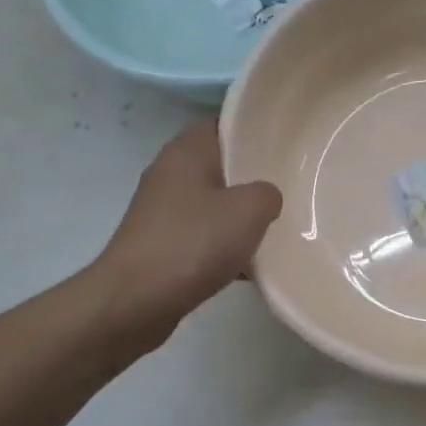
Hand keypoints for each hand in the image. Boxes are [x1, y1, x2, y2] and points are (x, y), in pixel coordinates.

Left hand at [99, 122, 282, 330]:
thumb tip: (265, 197)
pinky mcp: (161, 246)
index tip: (284, 146)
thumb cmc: (192, 243)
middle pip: (219, 165)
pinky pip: (202, 237)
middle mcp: (169, 174)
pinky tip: (250, 267)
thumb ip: (268, 193)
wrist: (135, 301)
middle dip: (252, 178)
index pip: (223, 124)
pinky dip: (224, 248)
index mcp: (186, 152)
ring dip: (239, 217)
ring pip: (212, 204)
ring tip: (277, 229)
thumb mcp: (249, 210)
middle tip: (289, 188)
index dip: (253, 131)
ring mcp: (162, 212)